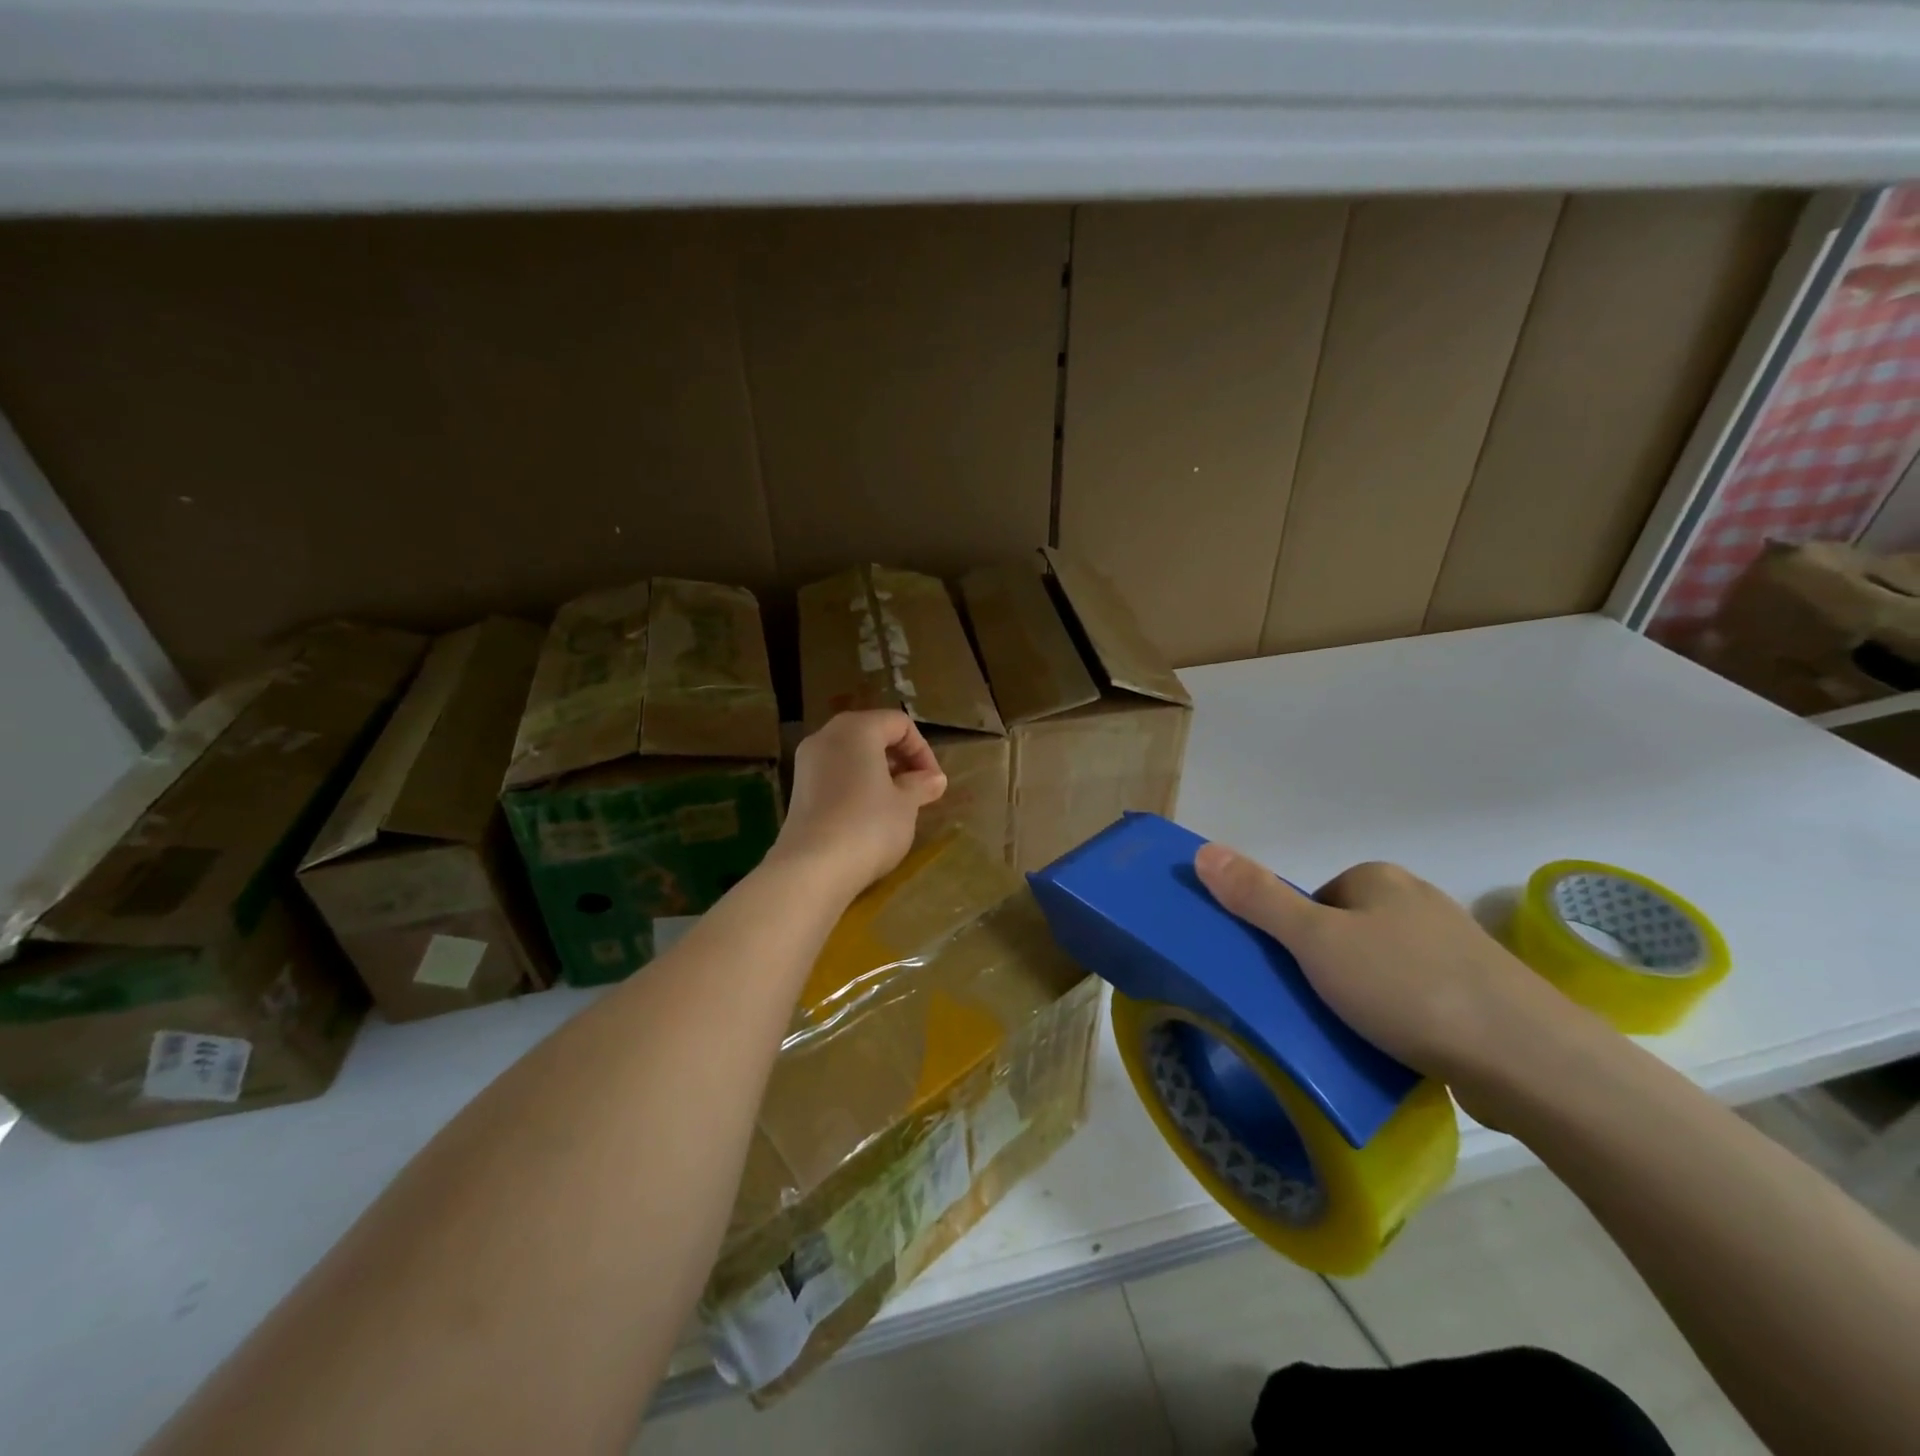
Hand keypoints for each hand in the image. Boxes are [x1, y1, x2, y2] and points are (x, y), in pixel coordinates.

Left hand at [770, 710, 947, 897]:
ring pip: (852, 755)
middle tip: (918, 791)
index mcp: (856, 729)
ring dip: (879, 774)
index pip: (899, 724)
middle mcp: (827, 736)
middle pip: (872, 734)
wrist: (812, 869)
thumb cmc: (868, 826)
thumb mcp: (905, 805)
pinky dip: (856, 785)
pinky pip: (835, 775)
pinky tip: (868, 816)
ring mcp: (807, 763)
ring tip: (896, 805)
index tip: (934, 783)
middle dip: (900, 760)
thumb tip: (935, 779)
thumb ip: (920, 785)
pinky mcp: (798, 790)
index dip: (923, 751)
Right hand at [1193, 846, 1588, 1114]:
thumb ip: (1257, 898)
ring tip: (1358, 1035)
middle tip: (1318, 1008)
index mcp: (1379, 879)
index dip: (1294, 937)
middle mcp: (1419, 901)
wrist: (1529, 1060)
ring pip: (1386, 967)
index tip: (1294, 978)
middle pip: (1347, 931)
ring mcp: (1459, 948)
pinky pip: (1423, 998)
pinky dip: (1405, 1018)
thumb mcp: (1315, 941)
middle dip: (1330, 967)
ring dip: (1367, 996)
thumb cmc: (1407, 988)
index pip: (1314, 899)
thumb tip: (1203, 850)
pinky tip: (1403, 1048)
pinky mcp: (1486, 994)